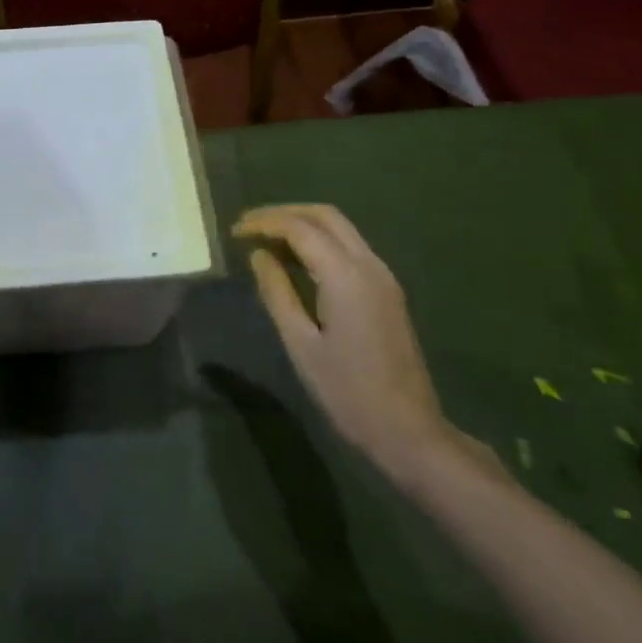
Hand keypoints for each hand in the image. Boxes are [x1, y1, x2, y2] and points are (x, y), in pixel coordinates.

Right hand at [233, 204, 494, 482]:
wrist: (406, 429)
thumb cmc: (346, 390)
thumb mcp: (300, 343)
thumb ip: (277, 292)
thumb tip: (258, 255)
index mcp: (346, 276)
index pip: (300, 228)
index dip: (264, 224)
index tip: (234, 232)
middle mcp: (369, 265)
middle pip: (325, 216)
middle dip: (284, 213)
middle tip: (249, 226)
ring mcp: (383, 277)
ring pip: (341, 229)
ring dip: (303, 225)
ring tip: (266, 240)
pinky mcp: (387, 291)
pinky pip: (350, 248)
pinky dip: (320, 242)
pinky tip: (296, 260)